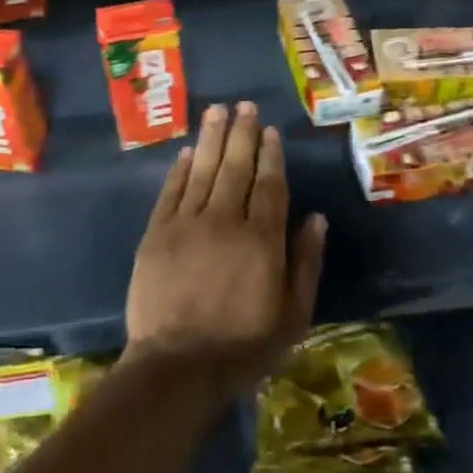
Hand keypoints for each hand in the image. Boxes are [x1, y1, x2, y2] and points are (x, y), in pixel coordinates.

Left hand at [125, 102, 325, 393]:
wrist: (177, 367)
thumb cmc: (242, 346)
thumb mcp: (293, 316)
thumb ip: (306, 263)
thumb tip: (316, 217)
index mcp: (261, 240)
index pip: (269, 185)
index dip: (270, 154)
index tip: (269, 129)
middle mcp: (224, 221)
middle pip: (235, 167)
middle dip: (241, 133)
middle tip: (243, 104)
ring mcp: (186, 225)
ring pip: (202, 171)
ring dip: (210, 138)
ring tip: (216, 110)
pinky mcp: (156, 234)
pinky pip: (170, 192)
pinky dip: (179, 170)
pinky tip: (186, 152)